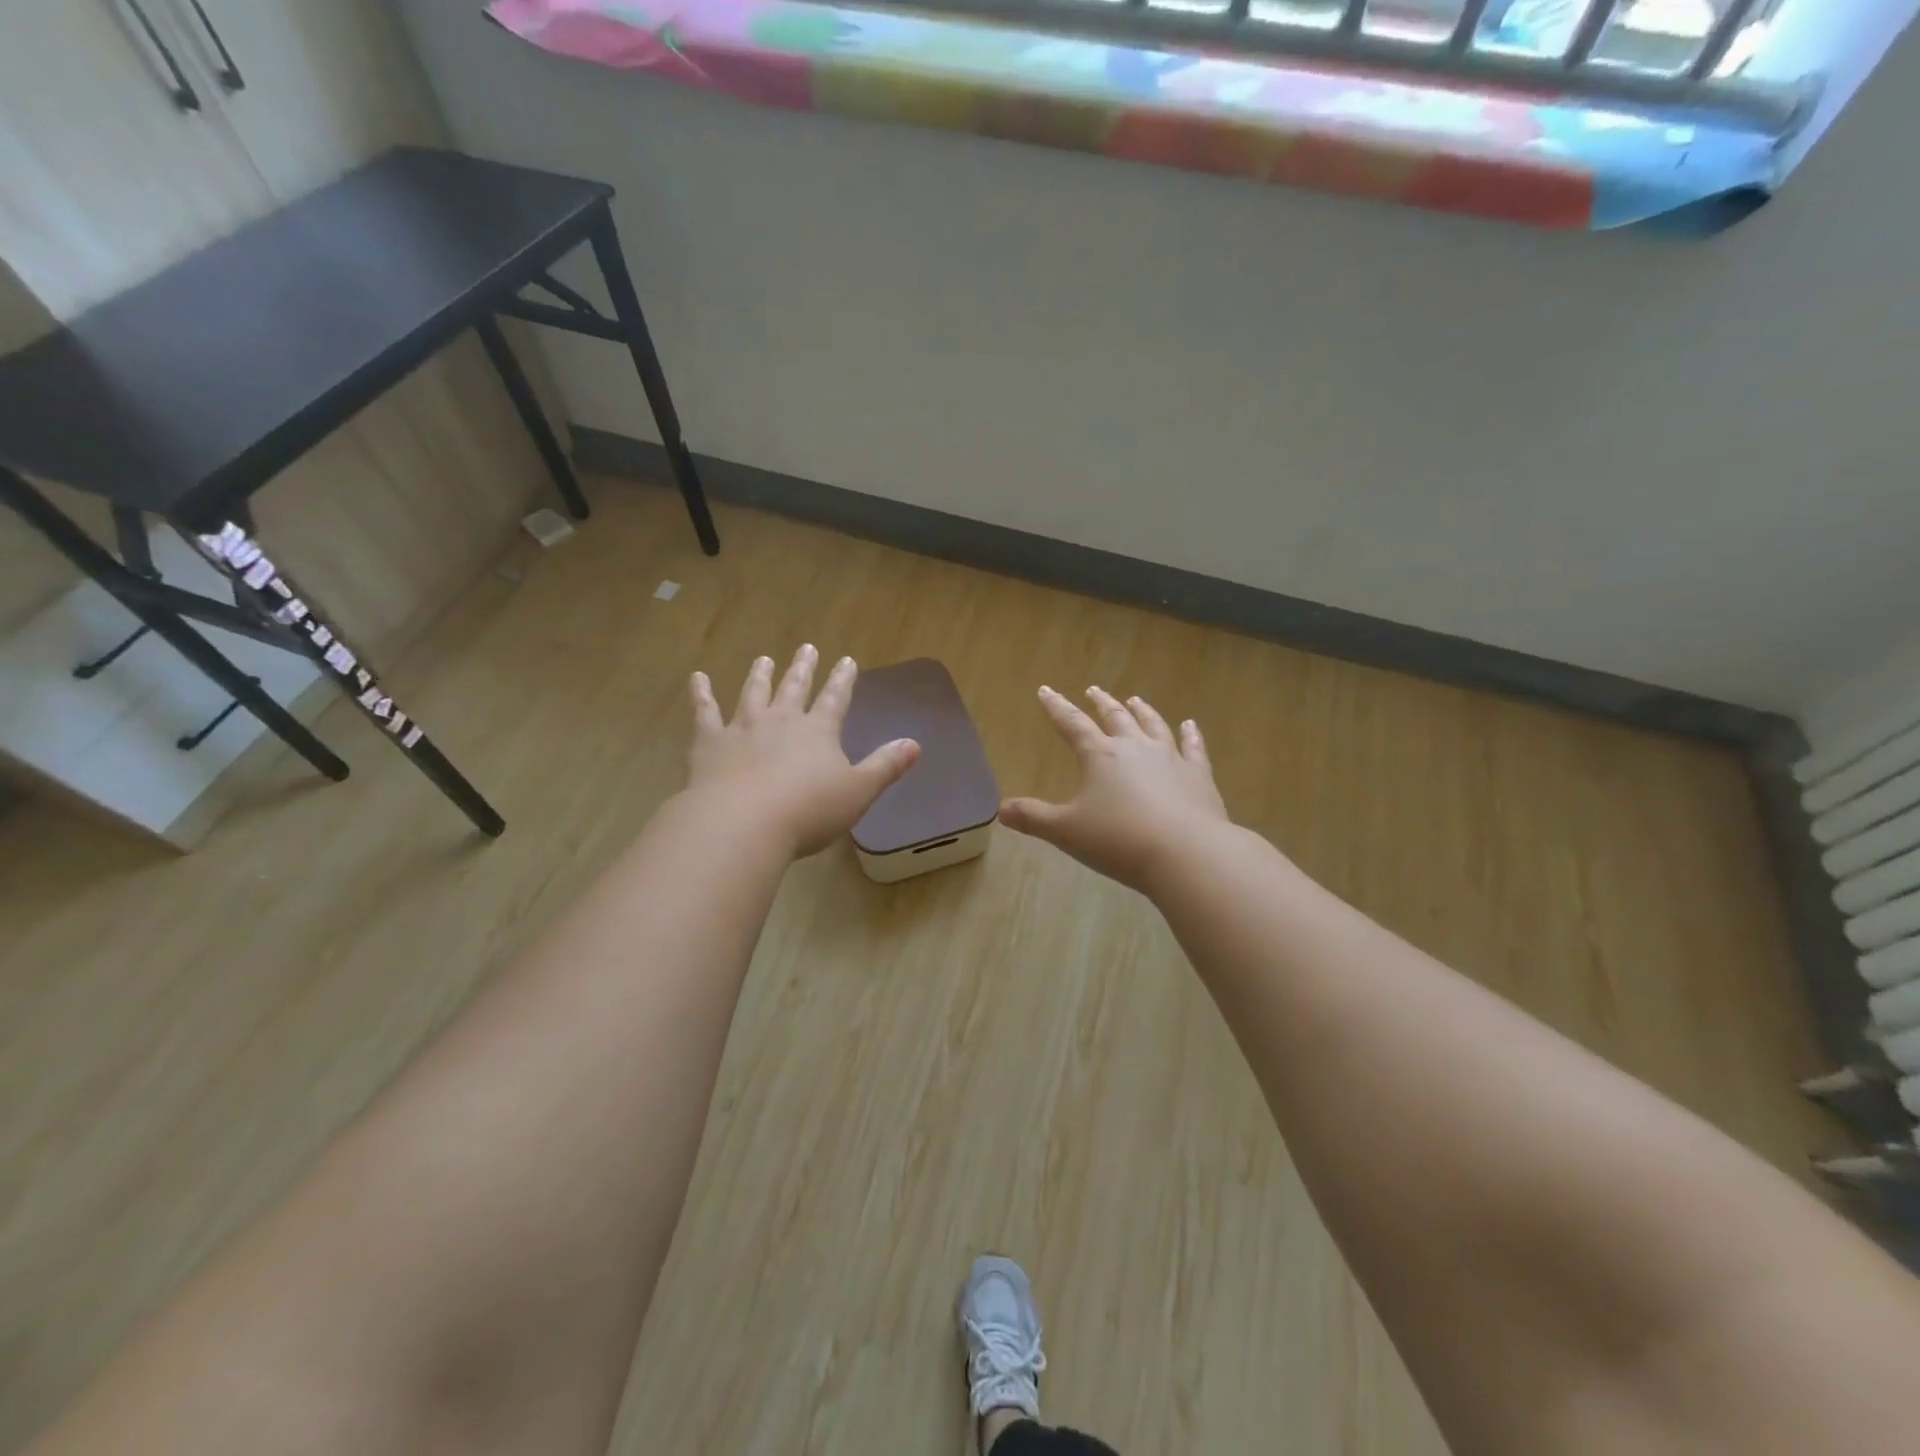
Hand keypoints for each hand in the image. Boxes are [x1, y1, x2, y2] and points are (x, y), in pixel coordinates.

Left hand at [687, 646, 919, 857]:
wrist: (743, 823)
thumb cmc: (808, 811)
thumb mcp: (858, 792)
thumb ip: (885, 766)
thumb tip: (915, 744)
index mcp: (818, 731)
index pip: (836, 698)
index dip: (843, 679)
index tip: (847, 660)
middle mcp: (781, 720)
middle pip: (794, 688)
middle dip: (803, 668)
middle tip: (807, 648)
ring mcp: (743, 728)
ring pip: (753, 693)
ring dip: (760, 675)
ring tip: (764, 658)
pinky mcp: (710, 743)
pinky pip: (705, 712)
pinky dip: (701, 694)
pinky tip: (697, 678)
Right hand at [999, 685, 1228, 891]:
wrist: (1187, 853)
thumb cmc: (1119, 840)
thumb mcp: (1066, 832)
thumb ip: (1033, 818)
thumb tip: (1000, 810)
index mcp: (1101, 756)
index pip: (1072, 724)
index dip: (1056, 708)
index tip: (1046, 691)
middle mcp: (1135, 748)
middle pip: (1115, 717)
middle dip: (1101, 703)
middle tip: (1093, 690)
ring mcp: (1171, 758)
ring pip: (1154, 725)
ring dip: (1142, 711)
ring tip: (1135, 699)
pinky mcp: (1199, 776)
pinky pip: (1194, 748)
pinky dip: (1191, 735)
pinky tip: (1190, 726)